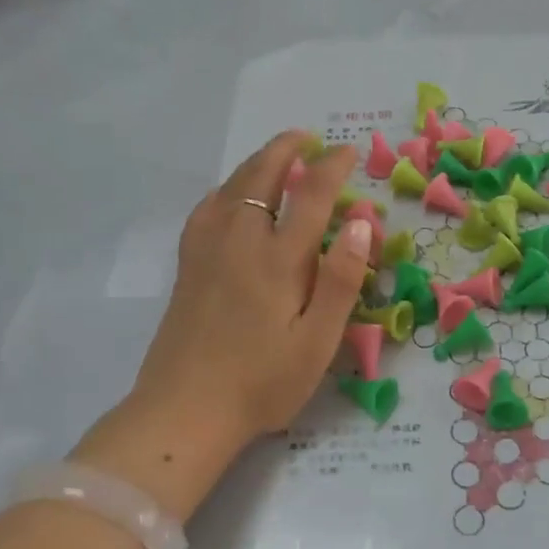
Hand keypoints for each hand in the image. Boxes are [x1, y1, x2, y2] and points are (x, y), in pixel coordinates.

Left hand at [72, 132, 370, 516]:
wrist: (186, 409)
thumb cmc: (263, 382)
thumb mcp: (317, 341)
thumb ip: (340, 280)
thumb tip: (361, 222)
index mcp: (279, 260)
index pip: (311, 195)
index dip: (332, 167)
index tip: (349, 152)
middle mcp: (240, 241)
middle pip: (262, 177)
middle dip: (287, 150)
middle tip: (308, 138)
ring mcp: (207, 251)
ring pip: (232, 188)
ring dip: (257, 163)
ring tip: (276, 155)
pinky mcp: (188, 266)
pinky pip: (206, 209)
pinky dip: (225, 190)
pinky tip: (230, 197)